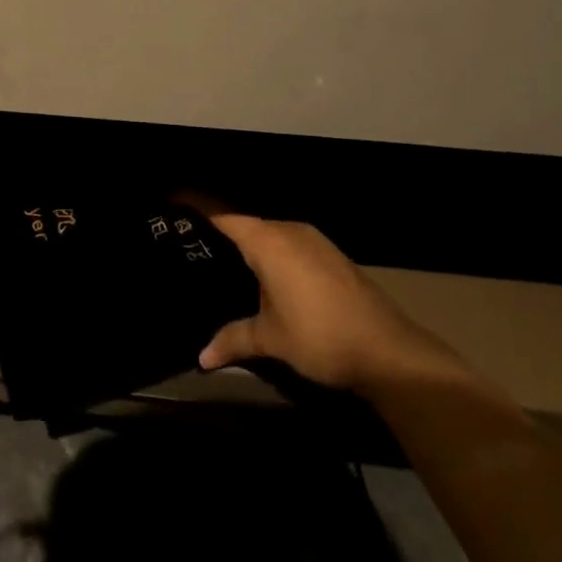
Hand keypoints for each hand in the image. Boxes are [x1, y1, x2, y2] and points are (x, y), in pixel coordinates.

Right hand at [194, 207, 473, 398]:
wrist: (390, 351)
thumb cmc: (320, 336)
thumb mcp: (271, 339)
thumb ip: (233, 339)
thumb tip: (201, 358)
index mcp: (267, 240)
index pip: (222, 214)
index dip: (195, 206)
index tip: (171, 203)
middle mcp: (288, 230)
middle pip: (245, 221)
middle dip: (219, 230)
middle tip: (190, 244)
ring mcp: (313, 240)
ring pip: (269, 233)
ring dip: (248, 244)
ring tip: (221, 261)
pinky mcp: (330, 255)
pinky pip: (288, 243)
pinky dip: (271, 253)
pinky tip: (263, 277)